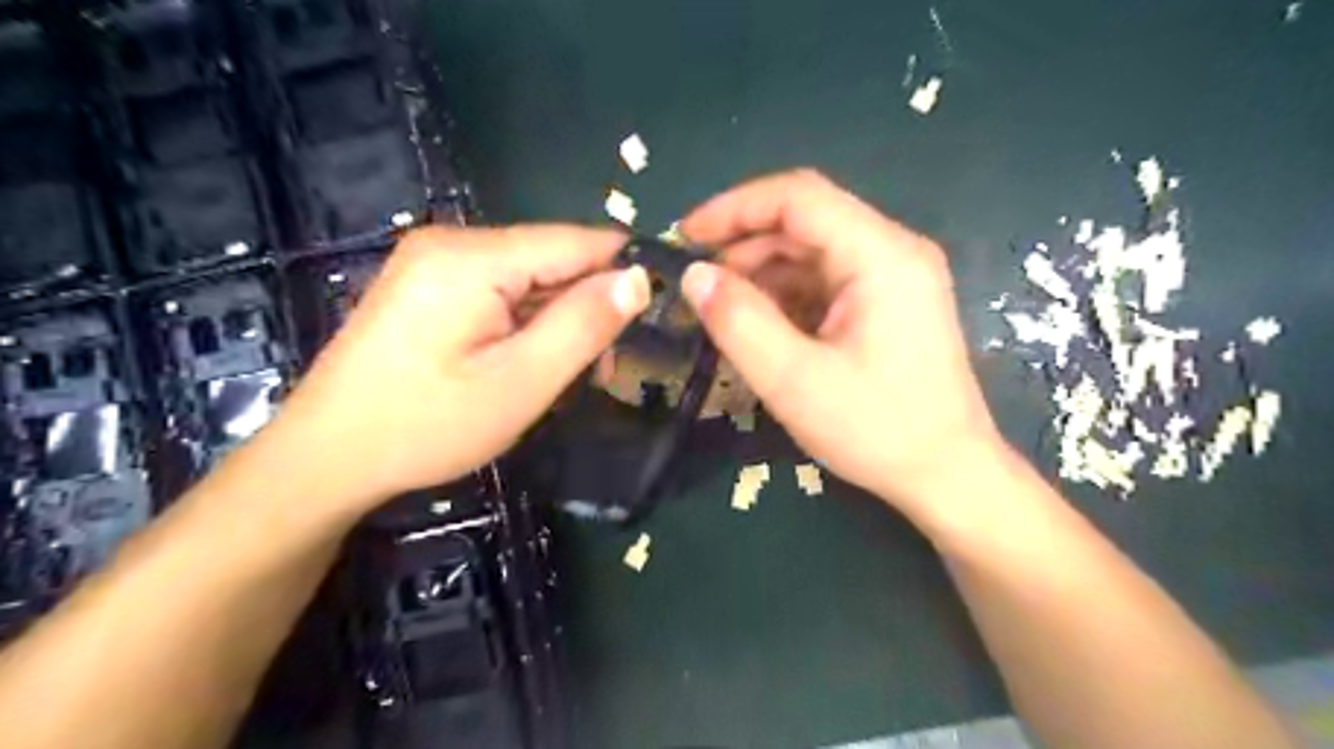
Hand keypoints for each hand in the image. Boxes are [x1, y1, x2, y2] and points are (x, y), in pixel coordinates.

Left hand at [258, 223, 652, 514]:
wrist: (325, 458)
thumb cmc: (427, 425)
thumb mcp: (521, 382)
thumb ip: (584, 325)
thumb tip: (639, 278)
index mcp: (473, 256)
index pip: (576, 241)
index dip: (622, 272)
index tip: (656, 314)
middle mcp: (452, 241)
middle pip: (551, 258)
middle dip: (585, 306)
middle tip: (601, 369)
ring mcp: (433, 262)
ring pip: (528, 278)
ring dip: (557, 320)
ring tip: (565, 375)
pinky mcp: (426, 286)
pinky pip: (498, 291)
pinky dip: (525, 324)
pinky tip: (525, 363)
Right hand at [678, 170, 1000, 520]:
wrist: (948, 475)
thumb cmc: (877, 430)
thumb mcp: (794, 381)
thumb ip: (738, 322)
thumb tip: (694, 275)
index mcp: (881, 256)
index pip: (798, 197)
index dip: (734, 207)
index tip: (686, 236)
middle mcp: (892, 252)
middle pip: (805, 221)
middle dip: (744, 244)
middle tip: (698, 282)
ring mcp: (893, 277)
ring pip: (812, 251)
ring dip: (762, 272)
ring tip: (721, 308)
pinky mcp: (887, 303)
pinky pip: (825, 280)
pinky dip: (785, 295)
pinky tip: (760, 324)